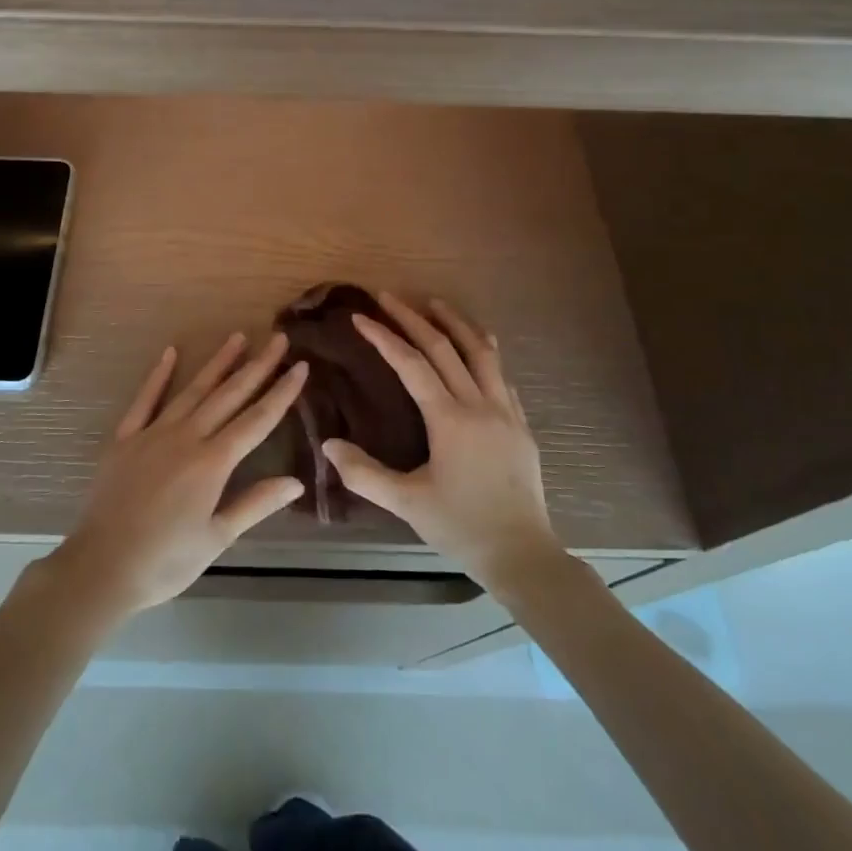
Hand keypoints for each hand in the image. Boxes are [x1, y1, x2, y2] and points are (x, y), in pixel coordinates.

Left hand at [40, 333, 306, 624]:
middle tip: (279, 339)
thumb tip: (297, 482)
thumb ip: (255, 504)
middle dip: (257, 366)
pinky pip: (145, 400)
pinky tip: (170, 353)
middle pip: (229, 395)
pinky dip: (158, 375)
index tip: (301, 366)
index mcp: (212, 462)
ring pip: (193, 390)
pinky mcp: (125, 438)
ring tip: (238, 337)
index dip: (281, 392)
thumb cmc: (165, 561)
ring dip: (218, 363)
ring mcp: (153, 433)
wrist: (100, 568)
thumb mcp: (217, 538)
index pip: (257, 420)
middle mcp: (187, 437)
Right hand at [323, 294, 560, 591]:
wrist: (523, 554)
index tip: (360, 316)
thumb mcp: (407, 503)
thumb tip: (328, 444)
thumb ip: (364, 474)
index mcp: (450, 420)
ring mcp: (506, 411)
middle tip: (388, 296)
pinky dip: (483, 351)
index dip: (384, 337)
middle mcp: (479, 405)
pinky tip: (477, 348)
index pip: (411, 365)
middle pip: (445, 347)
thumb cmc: (461, 527)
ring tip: (435, 303)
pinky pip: (500, 374)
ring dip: (456, 322)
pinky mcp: (521, 424)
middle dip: (413, 317)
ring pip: (482, 352)